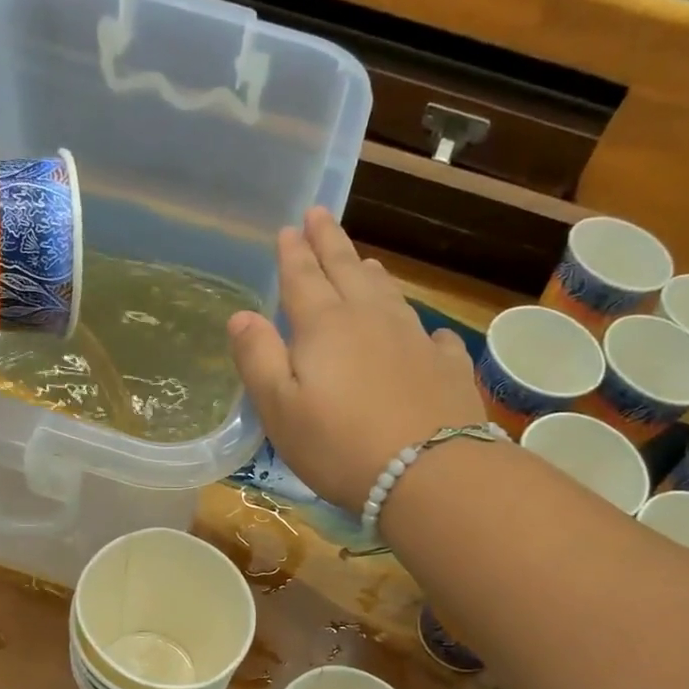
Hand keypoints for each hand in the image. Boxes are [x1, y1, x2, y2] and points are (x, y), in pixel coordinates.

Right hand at [229, 210, 485, 513]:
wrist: (429, 472)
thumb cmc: (339, 444)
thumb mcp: (280, 408)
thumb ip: (258, 358)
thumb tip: (241, 315)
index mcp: (324, 326)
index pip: (302, 277)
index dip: (293, 252)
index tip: (289, 227)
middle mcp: (370, 318)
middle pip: (346, 270)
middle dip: (330, 242)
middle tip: (321, 215)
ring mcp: (414, 339)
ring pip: (388, 294)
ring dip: (370, 274)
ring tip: (364, 262)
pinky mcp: (447, 366)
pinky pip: (431, 335)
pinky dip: (420, 328)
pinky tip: (424, 333)